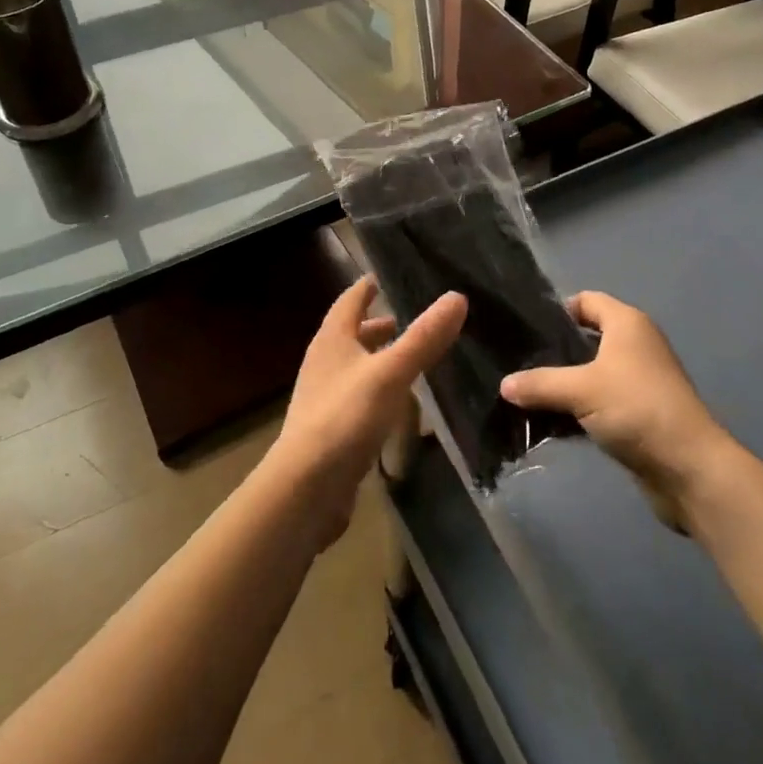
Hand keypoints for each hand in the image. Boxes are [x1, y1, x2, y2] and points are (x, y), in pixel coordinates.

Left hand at [267, 276, 465, 547]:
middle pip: (351, 333)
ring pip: (355, 366)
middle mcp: (324, 362)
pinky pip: (358, 397)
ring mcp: (325, 397)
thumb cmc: (345, 418)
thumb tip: (457, 297)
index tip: (388, 275)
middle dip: (378, 323)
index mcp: (332, 339)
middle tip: (409, 317)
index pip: (350, 300)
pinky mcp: (331, 429)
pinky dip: (378, 389)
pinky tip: (399, 402)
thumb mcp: (391, 373)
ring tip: (410, 356)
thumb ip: (423, 337)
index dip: (368, 286)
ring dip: (378, 357)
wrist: (305, 488)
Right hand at [500, 292, 738, 526]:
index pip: (586, 300)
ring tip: (529, 393)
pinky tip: (552, 421)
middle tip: (520, 362)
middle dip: (556, 350)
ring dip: (566, 383)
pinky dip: (580, 407)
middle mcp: (636, 344)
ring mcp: (640, 380)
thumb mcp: (581, 390)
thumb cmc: (636, 408)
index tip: (526, 329)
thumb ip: (540, 384)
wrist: (689, 467)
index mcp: (627, 323)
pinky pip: (601, 400)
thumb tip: (504, 384)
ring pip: (593, 372)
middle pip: (588, 337)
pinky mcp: (640, 413)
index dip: (557, 310)